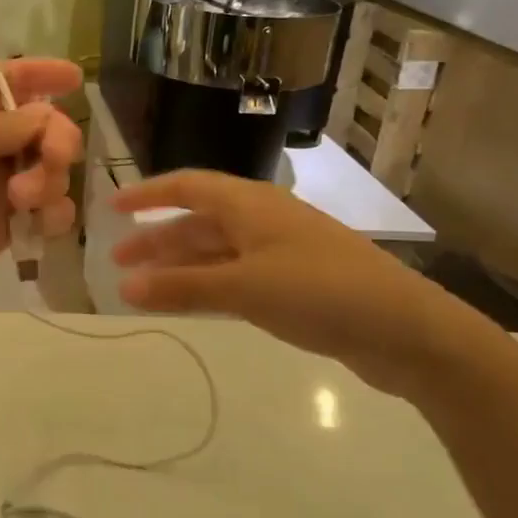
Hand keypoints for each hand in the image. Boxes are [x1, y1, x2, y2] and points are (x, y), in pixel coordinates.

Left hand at [0, 57, 83, 337]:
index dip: (38, 73)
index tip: (77, 78)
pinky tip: (42, 224)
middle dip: (54, 137)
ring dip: (50, 178)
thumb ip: (2, 123)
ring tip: (24, 200)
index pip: (2, 77)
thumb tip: (45, 115)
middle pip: (34, 125)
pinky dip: (50, 214)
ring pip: (42, 170)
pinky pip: (38, 214)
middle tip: (53, 158)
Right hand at [110, 169, 488, 389]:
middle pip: (198, 221)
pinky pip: (236, 276)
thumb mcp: (245, 288)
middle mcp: (262, 221)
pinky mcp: (295, 284)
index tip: (111, 208)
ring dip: (180, 265)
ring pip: (216, 251)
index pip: (187, 187)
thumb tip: (122, 287)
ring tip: (144, 286)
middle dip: (157, 238)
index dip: (147, 195)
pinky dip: (207, 285)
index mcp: (251, 205)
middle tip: (119, 261)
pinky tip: (191, 302)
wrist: (406, 331)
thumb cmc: (321, 292)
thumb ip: (182, 287)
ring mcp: (281, 252)